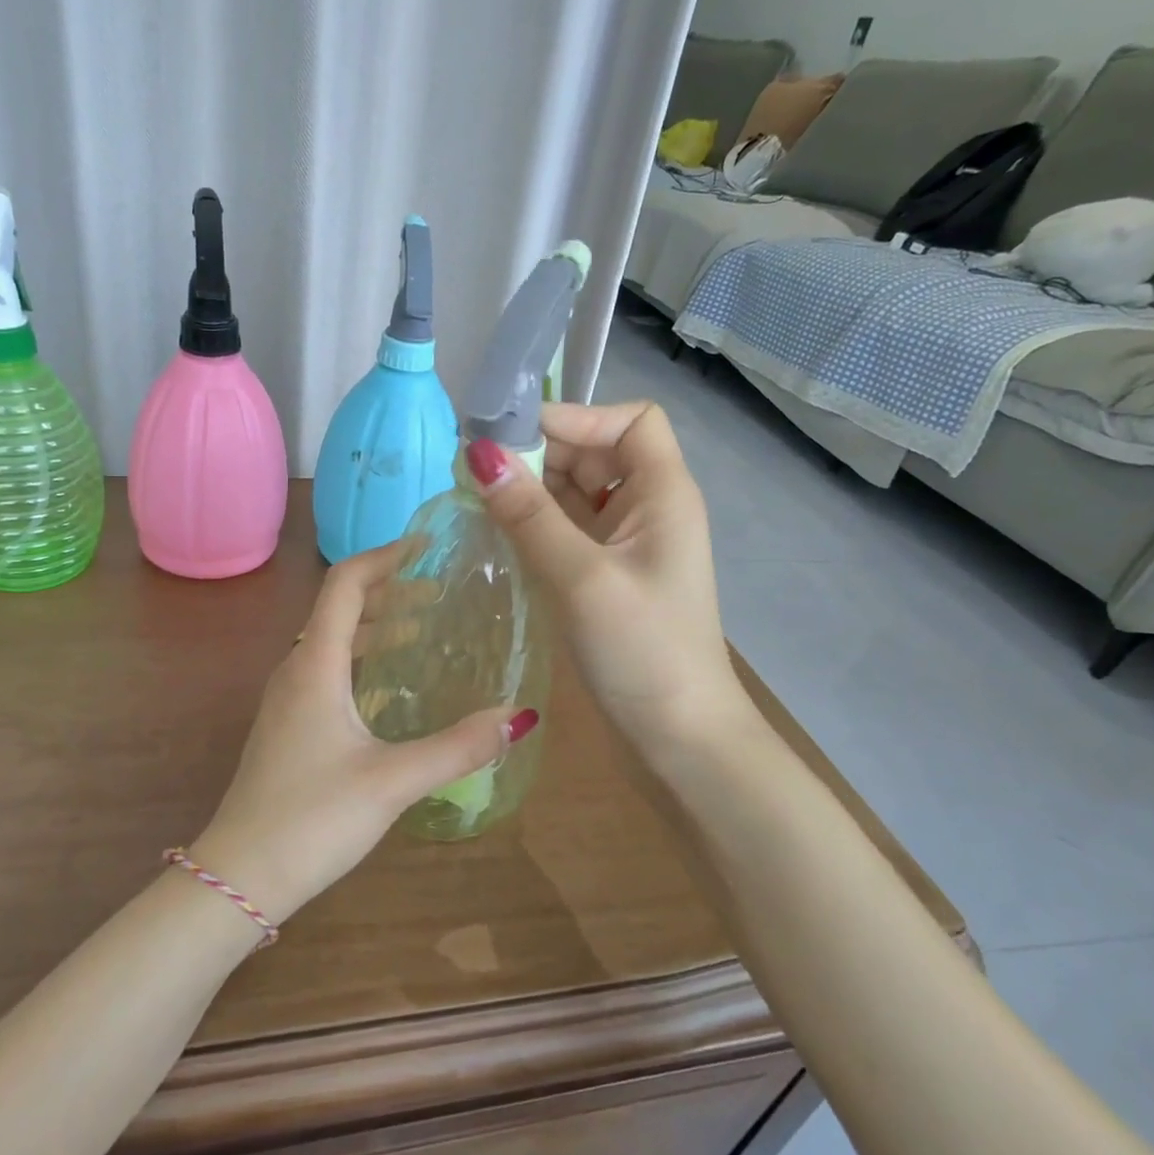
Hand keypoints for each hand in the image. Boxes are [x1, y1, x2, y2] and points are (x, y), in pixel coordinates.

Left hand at [189, 542, 535, 926]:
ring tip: (423, 629)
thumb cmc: (312, 819)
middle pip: (339, 608)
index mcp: (315, 665)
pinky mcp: (288, 726)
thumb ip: (458, 748)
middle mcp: (296, 670)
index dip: (384, 557)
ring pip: (331, 640)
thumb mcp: (393, 781)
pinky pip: (326, 670)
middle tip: (439, 590)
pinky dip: (361, 658)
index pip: (345, 584)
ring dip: (374, 625)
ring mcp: (287, 699)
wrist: (238, 875)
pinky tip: (389, 685)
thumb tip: (521, 717)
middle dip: (388, 591)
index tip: (425, 546)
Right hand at [465, 401, 750, 757]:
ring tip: (475, 498)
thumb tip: (478, 454)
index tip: (516, 438)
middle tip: (477, 470)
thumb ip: (529, 515)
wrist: (678, 738)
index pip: (630, 421)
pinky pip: (566, 530)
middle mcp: (647, 508)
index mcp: (663, 494)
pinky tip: (495, 533)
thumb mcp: (582, 577)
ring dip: (531, 490)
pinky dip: (534, 524)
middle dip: (541, 454)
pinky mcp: (604, 575)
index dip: (579, 416)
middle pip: (595, 452)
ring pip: (575, 492)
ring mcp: (625, 544)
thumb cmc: (642, 651)